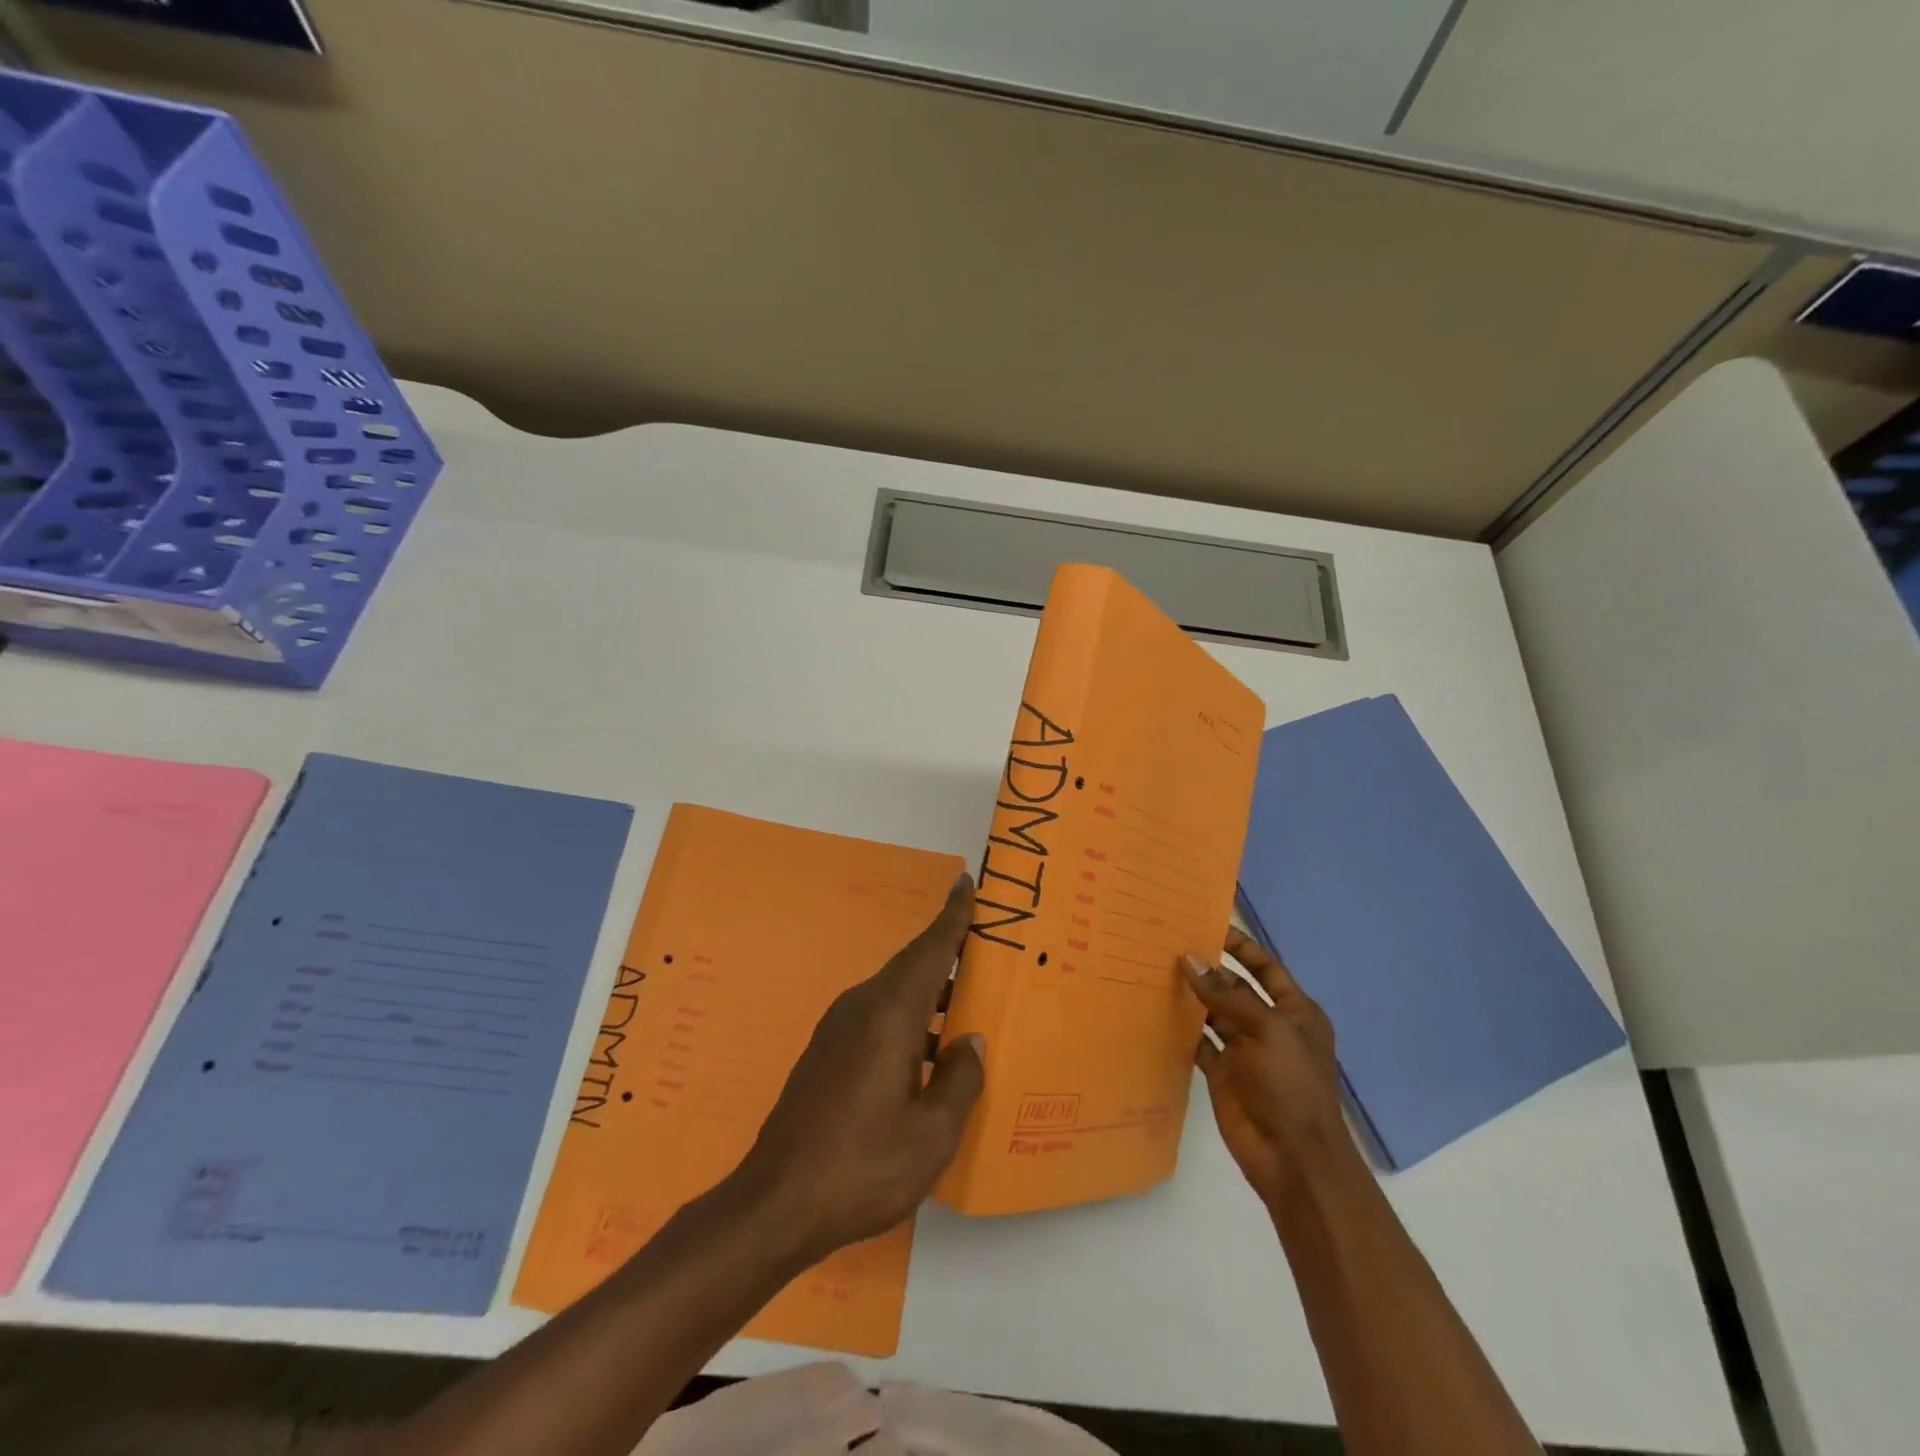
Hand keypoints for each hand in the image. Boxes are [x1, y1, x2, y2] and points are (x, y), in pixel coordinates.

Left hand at [735, 873, 985, 1260]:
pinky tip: (928, 1047)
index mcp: (890, 1016)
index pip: (929, 950)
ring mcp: (838, 1028)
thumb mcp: (931, 1136)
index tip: (966, 882)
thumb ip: (959, 1081)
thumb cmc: (862, 1167)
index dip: (952, 916)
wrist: (776, 1202)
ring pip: (895, 991)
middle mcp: (861, 1008)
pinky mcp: (827, 1051)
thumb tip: (970, 1041)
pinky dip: (910, 1014)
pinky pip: (878, 1014)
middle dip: (947, 947)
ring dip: (930, 987)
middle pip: (912, 965)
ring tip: (967, 996)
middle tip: (984, 940)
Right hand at [1184, 928, 1348, 1205]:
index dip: (1240, 947)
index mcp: (1295, 1012)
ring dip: (1192, 995)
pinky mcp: (1223, 1072)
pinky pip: (1200, 1041)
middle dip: (1209, 969)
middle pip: (1235, 988)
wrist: (1292, 1157)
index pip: (1266, 968)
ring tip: (1157, 969)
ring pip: (1214, 1013)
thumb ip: (1226, 995)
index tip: (1207, 925)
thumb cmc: (1290, 1085)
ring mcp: (1245, 1050)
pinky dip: (1182, 1027)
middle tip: (1169, 944)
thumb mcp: (1266, 1030)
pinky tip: (1157, 1008)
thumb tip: (1189, 958)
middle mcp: (1269, 1026)